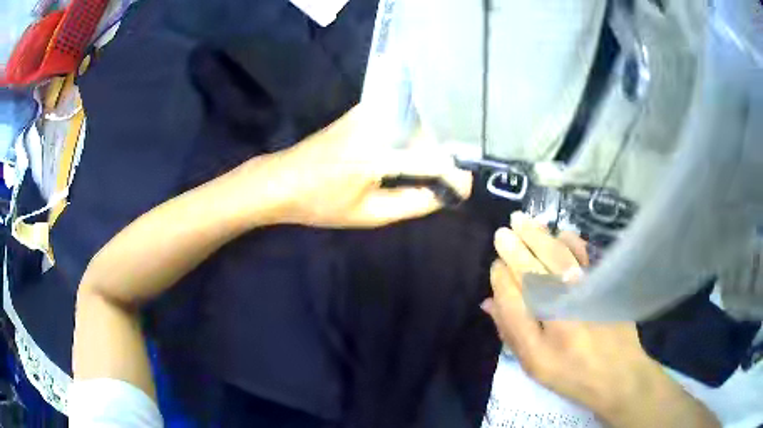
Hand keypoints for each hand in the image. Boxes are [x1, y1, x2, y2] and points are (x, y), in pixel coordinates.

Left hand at [242, 107, 471, 227]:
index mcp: (378, 153)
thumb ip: (410, 204)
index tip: (464, 190)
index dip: (454, 176)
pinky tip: (412, 151)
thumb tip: (441, 196)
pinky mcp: (361, 112)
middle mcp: (378, 124)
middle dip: (445, 157)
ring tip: (436, 170)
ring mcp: (368, 113)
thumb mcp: (367, 214)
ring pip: (415, 124)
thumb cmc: (320, 203)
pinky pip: (399, 118)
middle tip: (451, 181)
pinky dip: (412, 134)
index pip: (432, 160)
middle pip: (428, 135)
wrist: (281, 180)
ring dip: (430, 145)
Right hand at [481, 212, 719, 427]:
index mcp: (539, 337)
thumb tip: (489, 301)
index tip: (496, 265)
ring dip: (538, 236)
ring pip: (557, 256)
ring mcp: (585, 292)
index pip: (511, 296)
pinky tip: (561, 233)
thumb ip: (512, 331)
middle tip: (502, 232)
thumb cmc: (570, 372)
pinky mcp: (604, 284)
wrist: (617, 372)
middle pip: (532, 270)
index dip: (500, 277)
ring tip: (522, 221)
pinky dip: (572, 241)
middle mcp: (561, 309)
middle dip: (514, 248)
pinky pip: (586, 254)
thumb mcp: (533, 364)